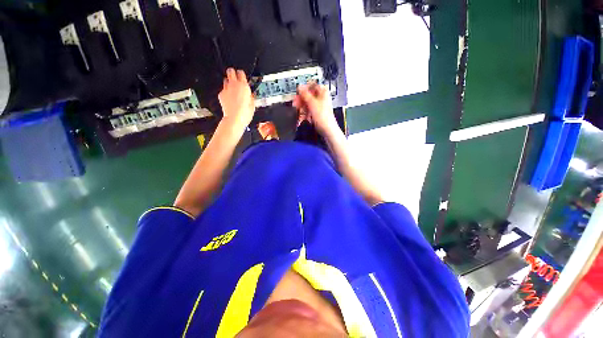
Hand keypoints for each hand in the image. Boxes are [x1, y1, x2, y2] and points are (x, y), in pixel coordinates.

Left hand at [218, 68, 254, 127]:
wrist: (234, 119)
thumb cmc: (244, 113)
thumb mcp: (253, 105)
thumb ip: (251, 97)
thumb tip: (251, 94)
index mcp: (243, 86)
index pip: (241, 73)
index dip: (242, 75)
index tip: (243, 77)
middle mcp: (234, 85)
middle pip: (230, 71)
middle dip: (233, 73)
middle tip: (235, 78)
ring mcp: (226, 89)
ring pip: (225, 80)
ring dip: (229, 83)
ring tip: (233, 90)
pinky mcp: (221, 94)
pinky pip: (223, 90)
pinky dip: (226, 93)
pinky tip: (230, 99)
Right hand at [293, 83, 339, 136]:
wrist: (327, 130)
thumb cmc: (323, 117)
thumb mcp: (312, 103)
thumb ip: (305, 94)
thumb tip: (300, 86)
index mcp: (323, 92)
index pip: (312, 85)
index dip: (304, 88)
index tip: (298, 93)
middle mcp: (321, 98)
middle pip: (308, 95)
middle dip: (301, 100)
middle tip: (295, 103)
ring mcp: (319, 106)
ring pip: (307, 104)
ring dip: (302, 108)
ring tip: (298, 113)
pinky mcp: (316, 113)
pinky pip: (308, 111)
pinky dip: (305, 114)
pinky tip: (302, 118)